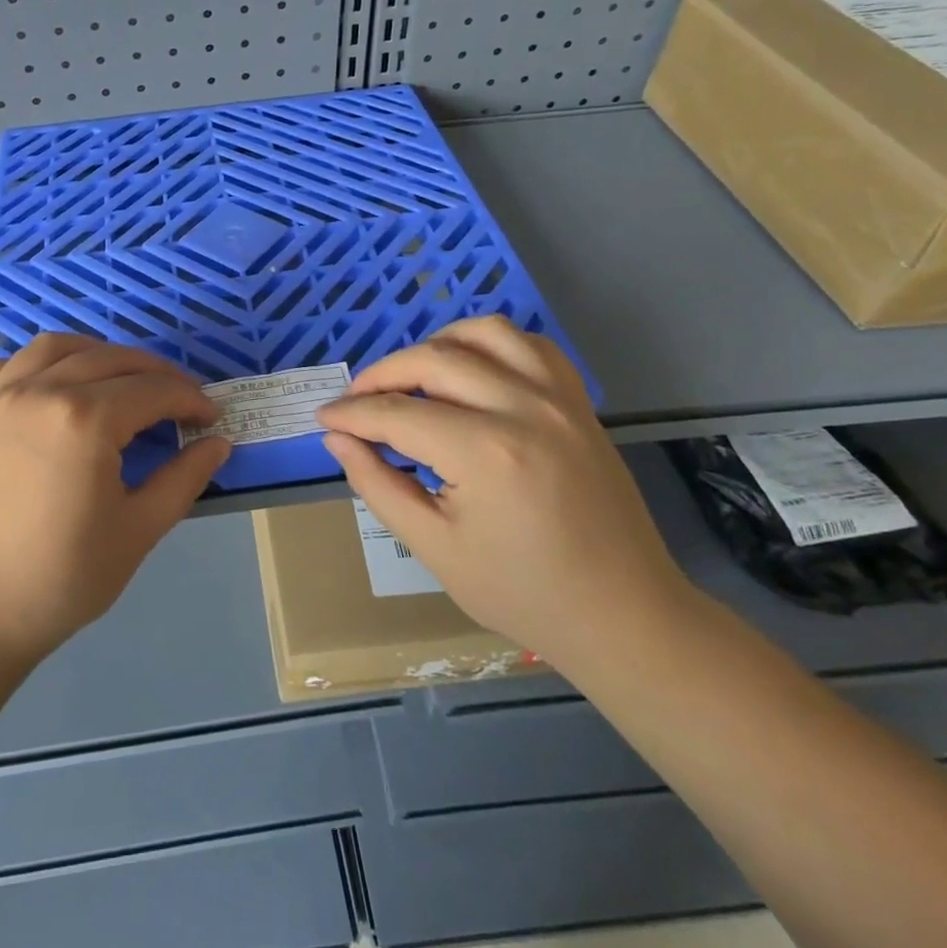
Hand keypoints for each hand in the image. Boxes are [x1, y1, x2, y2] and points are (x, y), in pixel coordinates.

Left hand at [0, 335, 230, 684]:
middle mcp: (40, 391)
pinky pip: (5, 366)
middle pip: (110, 360)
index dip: (190, 400)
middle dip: (154, 373)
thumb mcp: (136, 533)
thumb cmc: (57, 581)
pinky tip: (49, 385)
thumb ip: (183, 480)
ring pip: (54, 348)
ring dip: (97, 354)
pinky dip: (37, 363)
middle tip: (178, 398)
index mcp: (86, 419)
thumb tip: (217, 444)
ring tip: (118, 378)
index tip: (210, 418)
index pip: (154, 390)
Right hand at [318, 316, 691, 671]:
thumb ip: (378, 486)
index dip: (351, 414)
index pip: (396, 413)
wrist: (623, 614)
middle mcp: (521, 408)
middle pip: (431, 360)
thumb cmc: (523, 593)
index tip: (324, 419)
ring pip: (481, 333)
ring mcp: (557, 398)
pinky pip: (529, 344)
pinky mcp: (577, 401)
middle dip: (380, 376)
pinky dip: (489, 343)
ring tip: (410, 378)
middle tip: (355, 403)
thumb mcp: (435, 549)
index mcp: (483, 452)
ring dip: (434, 346)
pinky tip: (470, 368)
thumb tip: (338, 440)